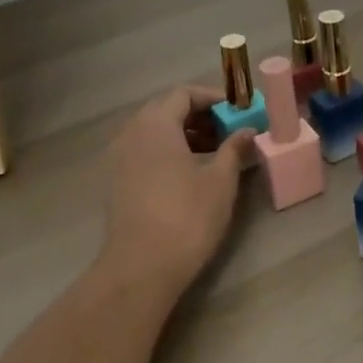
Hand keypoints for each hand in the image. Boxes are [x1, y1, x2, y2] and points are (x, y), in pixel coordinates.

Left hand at [101, 84, 254, 300]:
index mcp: (156, 124)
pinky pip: (143, 152)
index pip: (183, 94)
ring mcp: (118, 158)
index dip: (212, 98)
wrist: (141, 268)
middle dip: (198, 116)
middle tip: (227, 131)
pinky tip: (188, 174)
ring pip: (153, 132)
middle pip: (165, 110)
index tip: (236, 111)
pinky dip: (166, 152)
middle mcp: (131, 133)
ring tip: (213, 154)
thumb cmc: (186, 217)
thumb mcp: (220, 181)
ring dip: (183, 135)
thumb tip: (247, 131)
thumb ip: (234, 149)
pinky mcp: (115, 182)